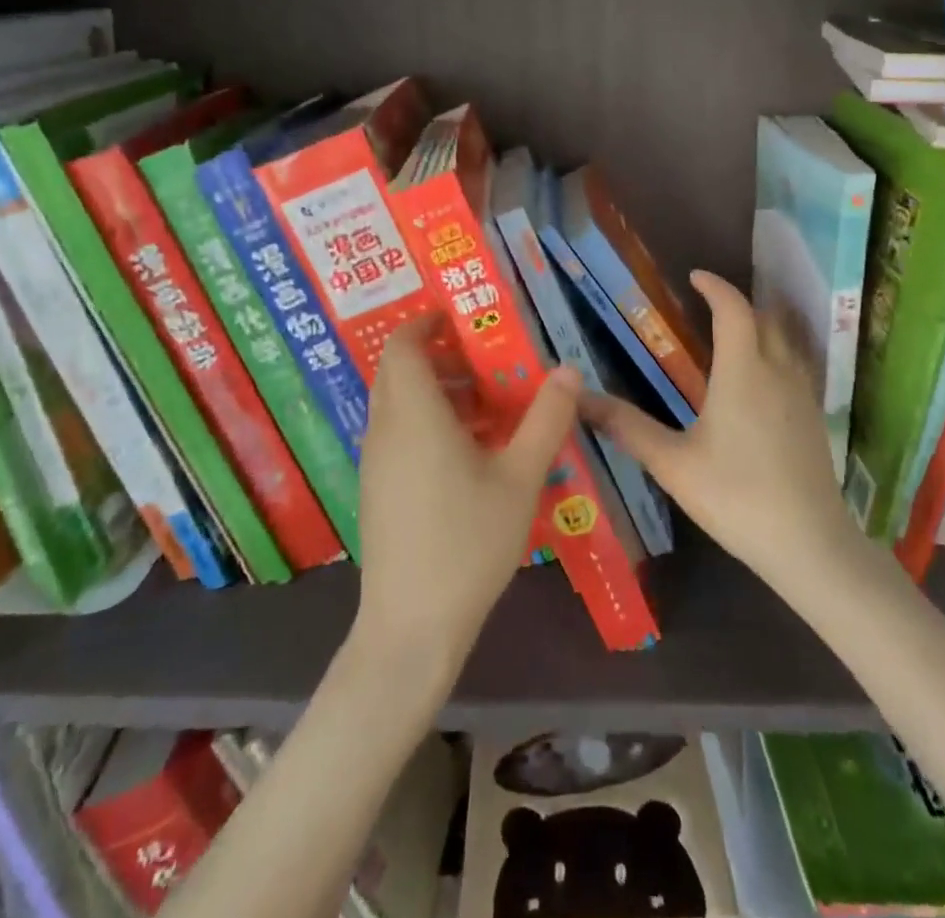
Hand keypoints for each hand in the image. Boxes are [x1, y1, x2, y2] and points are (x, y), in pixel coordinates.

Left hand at [353, 318, 582, 676]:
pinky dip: (428, 423)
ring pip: (399, 405)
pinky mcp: (377, 490)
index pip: (403, 346)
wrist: (411, 627)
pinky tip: (470, 453)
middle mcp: (385, 429)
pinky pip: (398, 434)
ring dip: (437, 392)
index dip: (426, 323)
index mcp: (414, 414)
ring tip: (489, 406)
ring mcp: (376, 462)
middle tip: (487, 359)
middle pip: (399, 372)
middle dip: (439, 357)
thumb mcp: (520, 477)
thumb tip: (568, 370)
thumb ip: (546, 419)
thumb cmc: (468, 542)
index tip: (460, 317)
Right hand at [582, 272, 862, 594]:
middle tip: (709, 305)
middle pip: (766, 317)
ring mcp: (803, 394)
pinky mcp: (815, 418)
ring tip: (733, 334)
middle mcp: (777, 371)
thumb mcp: (672, 463)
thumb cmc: (735, 496)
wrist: (809, 545)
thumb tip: (581, 398)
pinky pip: (796, 365)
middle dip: (739, 303)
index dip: (715, 287)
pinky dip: (776, 353)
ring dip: (762, 325)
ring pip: (786, 341)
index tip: (695, 277)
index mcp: (743, 371)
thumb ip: (627, 427)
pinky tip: (759, 381)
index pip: (733, 309)